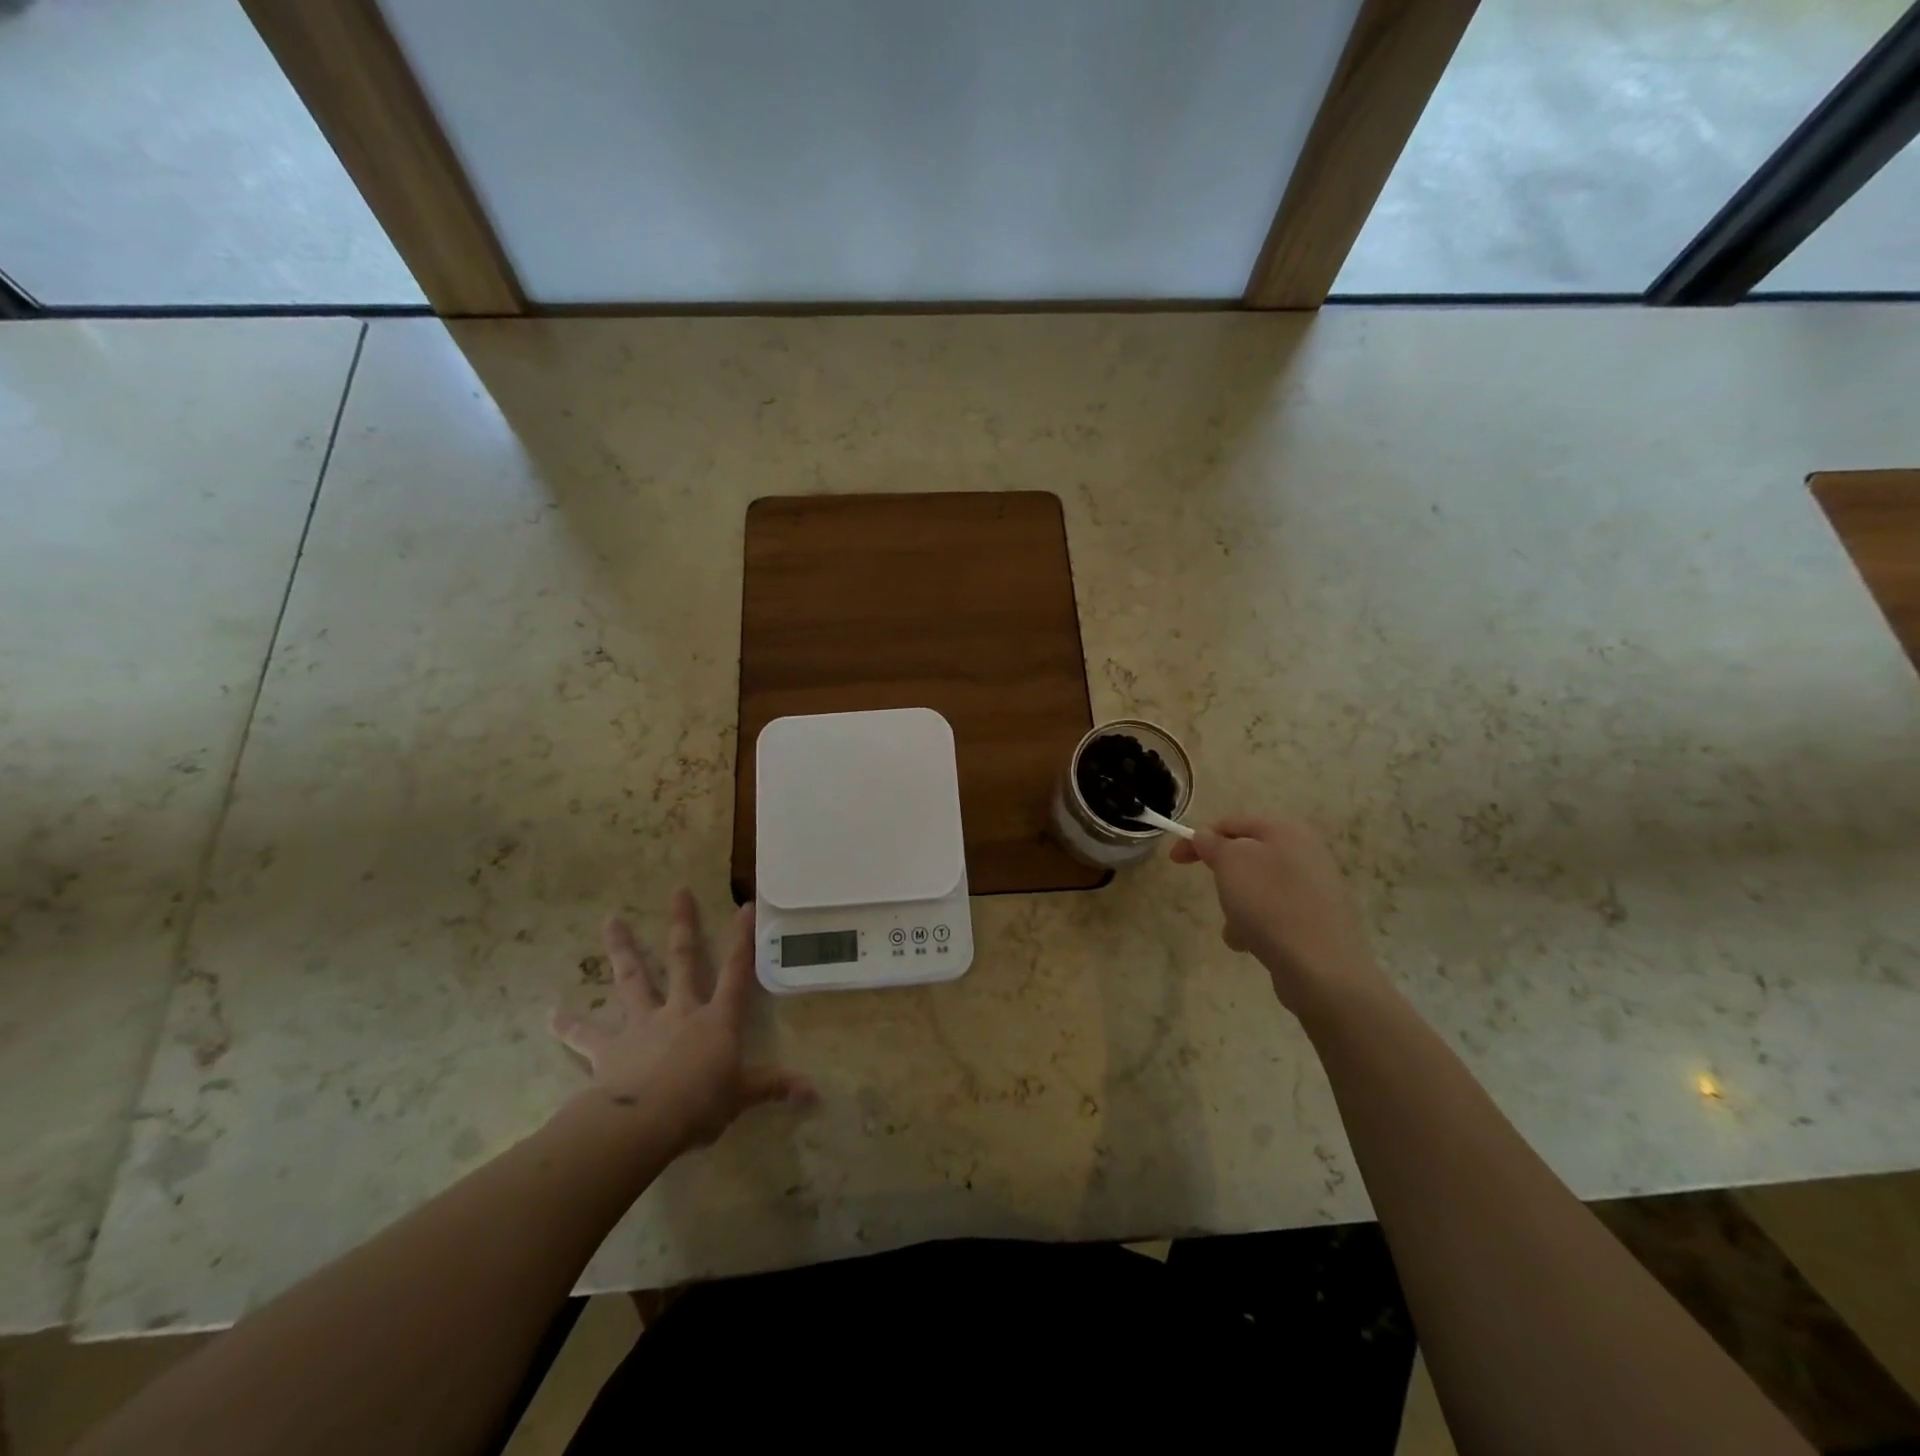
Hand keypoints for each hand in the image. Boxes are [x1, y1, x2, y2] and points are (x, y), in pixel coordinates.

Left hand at [552, 889, 814, 1154]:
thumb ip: (773, 1087)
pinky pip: (586, 1034)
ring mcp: (642, 1025)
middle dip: (683, 925)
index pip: (737, 972)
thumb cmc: (700, 1105)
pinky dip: (569, 1024)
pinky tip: (551, 1013)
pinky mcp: (608, 1048)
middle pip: (682, 959)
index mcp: (716, 1020)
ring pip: (632, 979)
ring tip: (610, 921)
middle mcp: (680, 1011)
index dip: (742, 939)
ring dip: (622, 949)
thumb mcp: (742, 1097)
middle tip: (678, 890)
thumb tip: (814, 1093)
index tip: (744, 906)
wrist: (644, 1122)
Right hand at [1170, 815, 1386, 1013]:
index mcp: (1285, 830)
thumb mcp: (1230, 863)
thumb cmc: (1270, 904)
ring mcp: (1315, 888)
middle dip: (1223, 878)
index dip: (1198, 838)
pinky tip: (1254, 945)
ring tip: (1236, 929)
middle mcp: (1305, 852)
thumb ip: (1213, 843)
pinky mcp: (1318, 920)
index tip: (1174, 860)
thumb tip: (1206, 836)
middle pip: (1245, 857)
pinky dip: (1258, 926)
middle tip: (1213, 893)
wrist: (1322, 967)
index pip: (1231, 824)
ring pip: (1257, 888)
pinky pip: (1274, 914)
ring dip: (1237, 906)